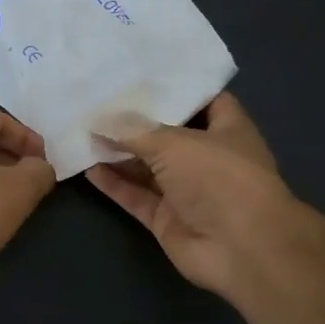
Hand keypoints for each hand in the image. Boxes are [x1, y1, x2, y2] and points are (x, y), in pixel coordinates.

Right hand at [86, 94, 293, 297]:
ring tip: (84, 132)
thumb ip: (134, 132)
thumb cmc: (219, 179)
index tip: (141, 76)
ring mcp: (186, 191)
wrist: (240, 248)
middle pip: (167, 135)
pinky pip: (135, 196)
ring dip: (118, 153)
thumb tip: (99, 122)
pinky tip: (87, 167)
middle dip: (136, 122)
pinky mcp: (166, 219)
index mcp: (227, 131)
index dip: (177, 88)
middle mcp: (207, 159)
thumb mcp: (174, 143)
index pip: (205, 101)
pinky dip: (114, 184)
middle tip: (99, 102)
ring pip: (147, 168)